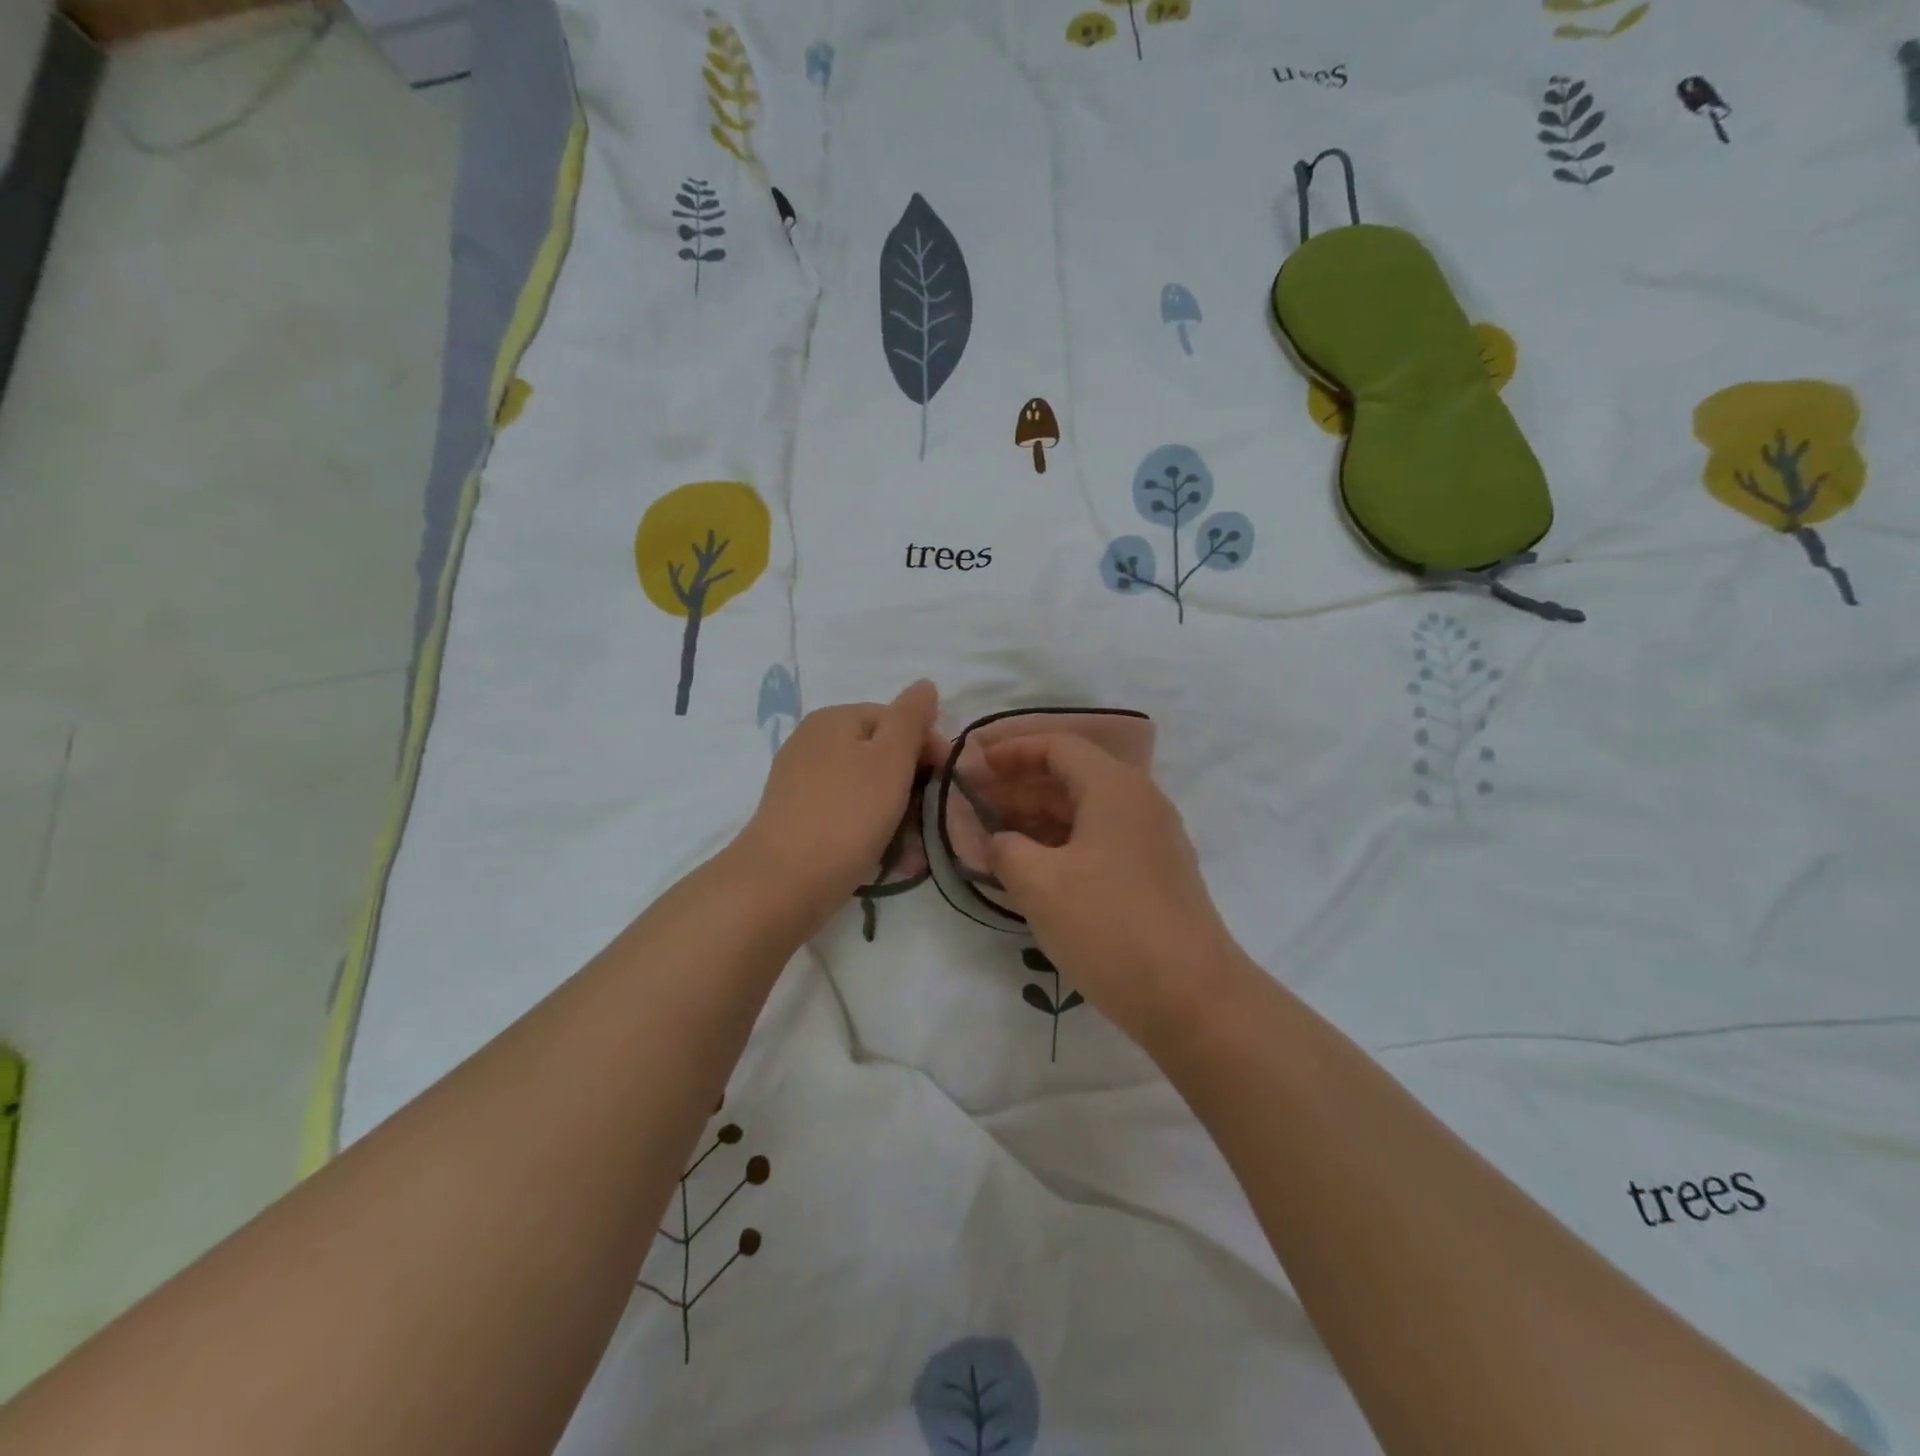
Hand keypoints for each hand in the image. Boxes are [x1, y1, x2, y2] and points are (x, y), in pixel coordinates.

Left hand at [735, 680, 945, 925]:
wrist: (784, 882)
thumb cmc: (847, 813)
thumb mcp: (891, 757)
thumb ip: (911, 717)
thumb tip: (925, 685)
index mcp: (834, 719)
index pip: (895, 719)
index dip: (927, 746)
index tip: (947, 781)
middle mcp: (814, 743)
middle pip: (881, 755)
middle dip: (913, 787)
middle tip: (933, 821)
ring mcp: (803, 783)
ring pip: (867, 790)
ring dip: (898, 816)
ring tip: (915, 851)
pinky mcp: (799, 820)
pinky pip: (848, 816)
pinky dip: (872, 832)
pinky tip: (892, 860)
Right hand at [983, 734, 1244, 1049]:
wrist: (1192, 998)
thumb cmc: (1109, 926)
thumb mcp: (1039, 884)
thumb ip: (1005, 849)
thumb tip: (998, 841)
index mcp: (1114, 787)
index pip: (1057, 746)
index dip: (1011, 750)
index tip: (974, 765)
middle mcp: (1138, 802)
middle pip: (1071, 776)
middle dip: (1018, 786)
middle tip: (974, 804)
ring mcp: (1151, 839)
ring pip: (1084, 811)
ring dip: (1037, 818)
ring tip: (994, 837)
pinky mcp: (1154, 875)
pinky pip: (1099, 841)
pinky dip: (1061, 844)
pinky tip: (1031, 869)